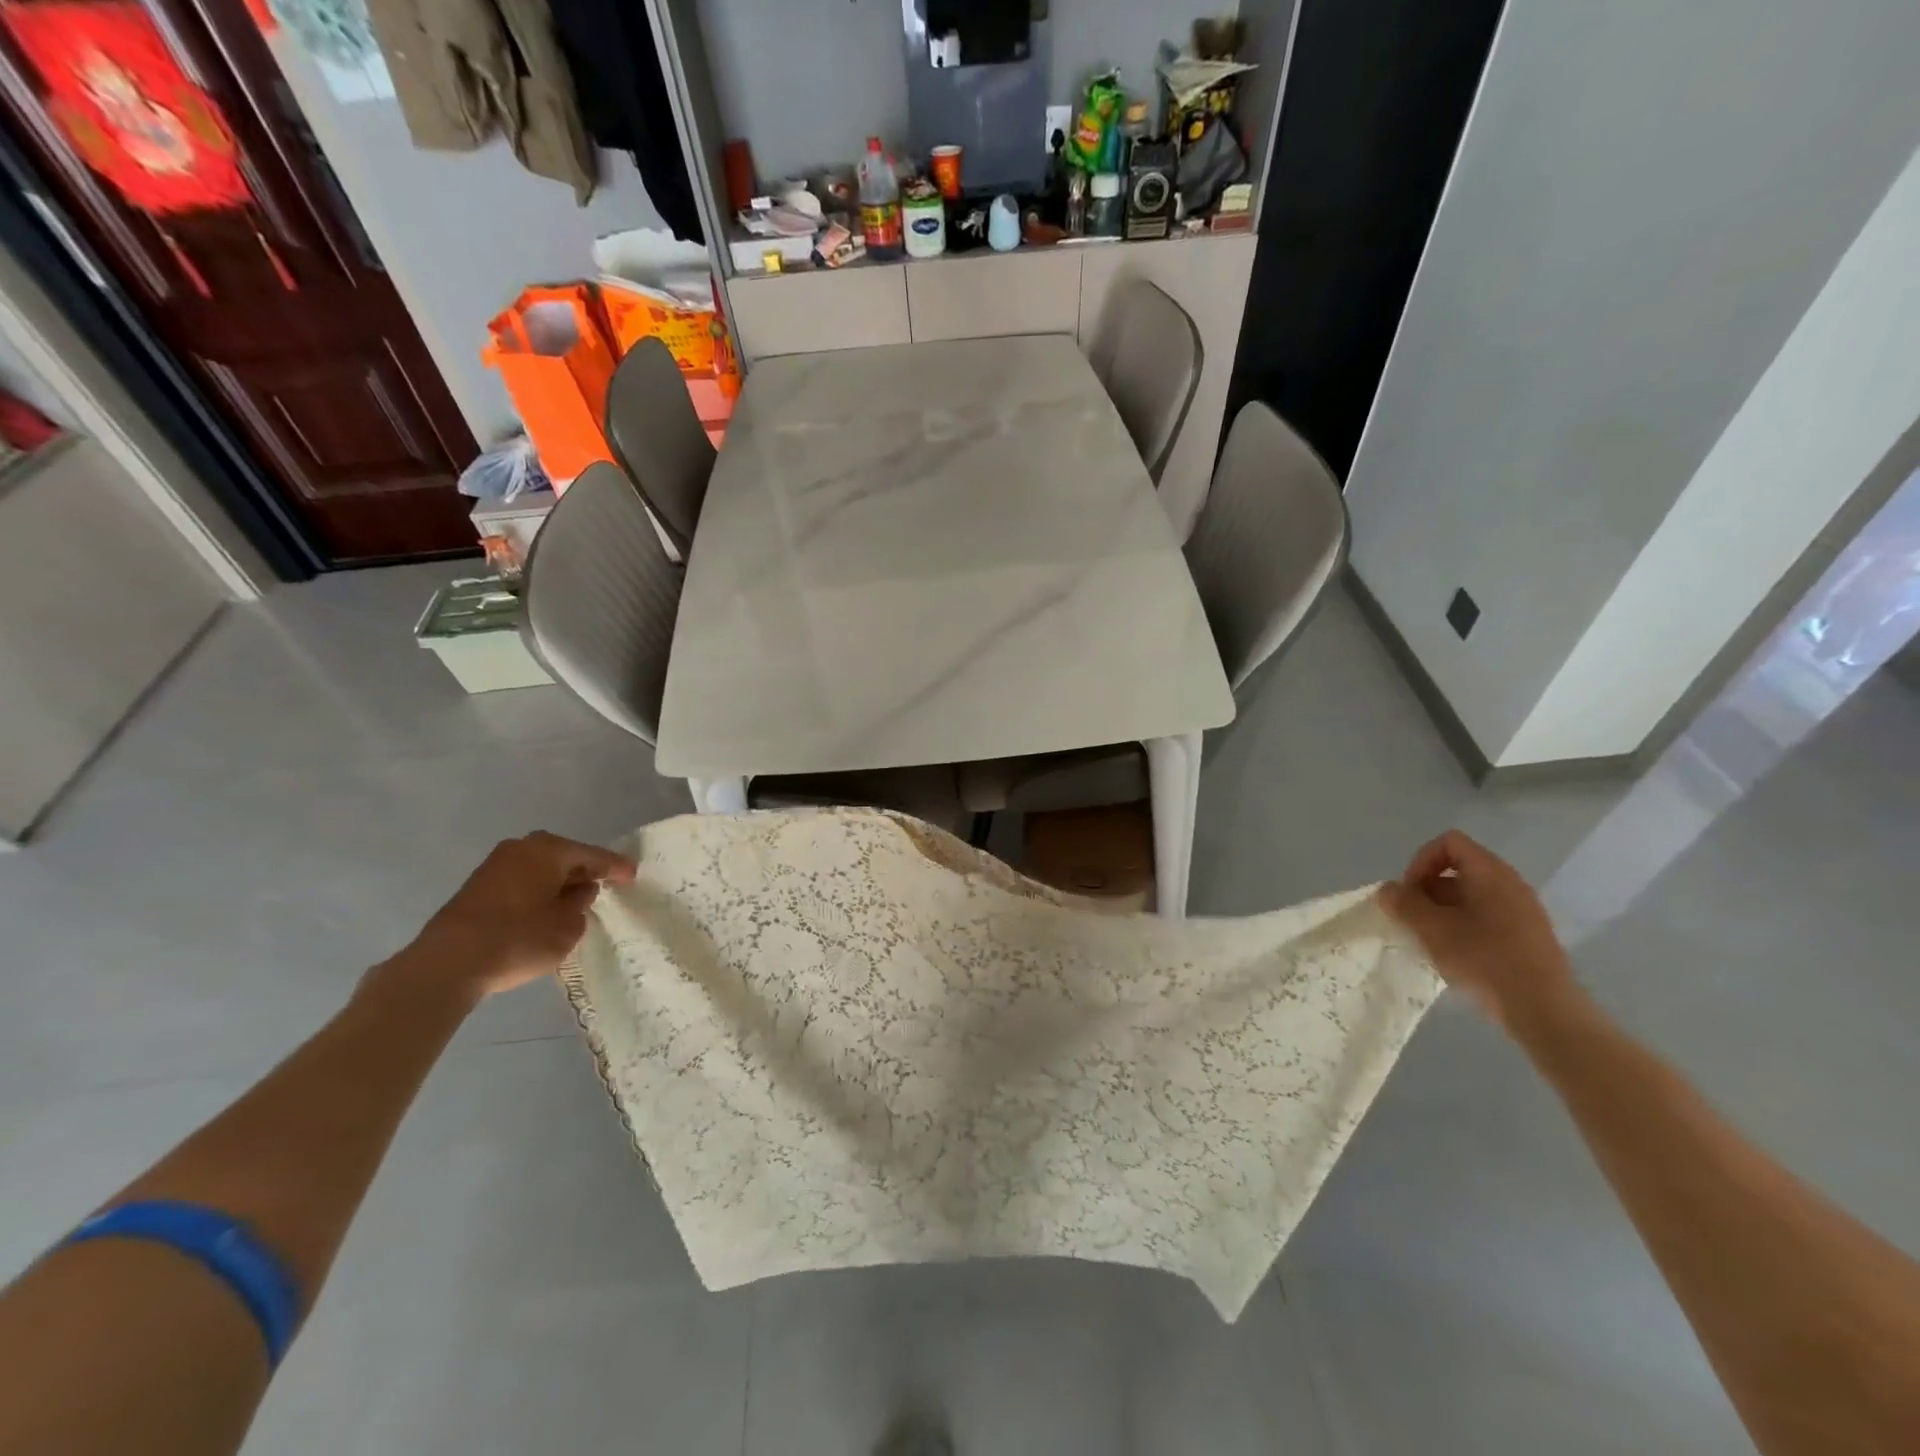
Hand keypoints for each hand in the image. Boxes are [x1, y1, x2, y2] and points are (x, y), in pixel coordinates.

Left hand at [391, 832, 637, 1001]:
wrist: (448, 964)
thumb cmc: (519, 938)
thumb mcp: (567, 926)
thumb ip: (579, 905)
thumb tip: (575, 892)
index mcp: (549, 850)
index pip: (593, 855)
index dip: (616, 867)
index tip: (633, 875)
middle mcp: (522, 848)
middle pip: (563, 856)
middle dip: (583, 870)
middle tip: (603, 884)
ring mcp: (495, 865)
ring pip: (539, 867)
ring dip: (557, 881)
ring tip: (574, 899)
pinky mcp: (477, 887)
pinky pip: (521, 880)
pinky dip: (537, 890)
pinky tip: (544, 908)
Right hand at [1378, 830, 1582, 1030]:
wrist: (1544, 1008)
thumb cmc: (1483, 958)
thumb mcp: (1430, 928)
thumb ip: (1403, 903)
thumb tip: (1388, 890)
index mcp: (1490, 872)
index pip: (1448, 843)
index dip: (1421, 862)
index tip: (1410, 893)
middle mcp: (1510, 883)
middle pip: (1458, 869)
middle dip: (1428, 890)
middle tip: (1414, 919)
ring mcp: (1523, 910)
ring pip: (1471, 896)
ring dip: (1442, 911)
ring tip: (1431, 940)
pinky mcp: (1528, 936)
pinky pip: (1487, 917)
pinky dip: (1463, 926)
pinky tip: (1456, 955)